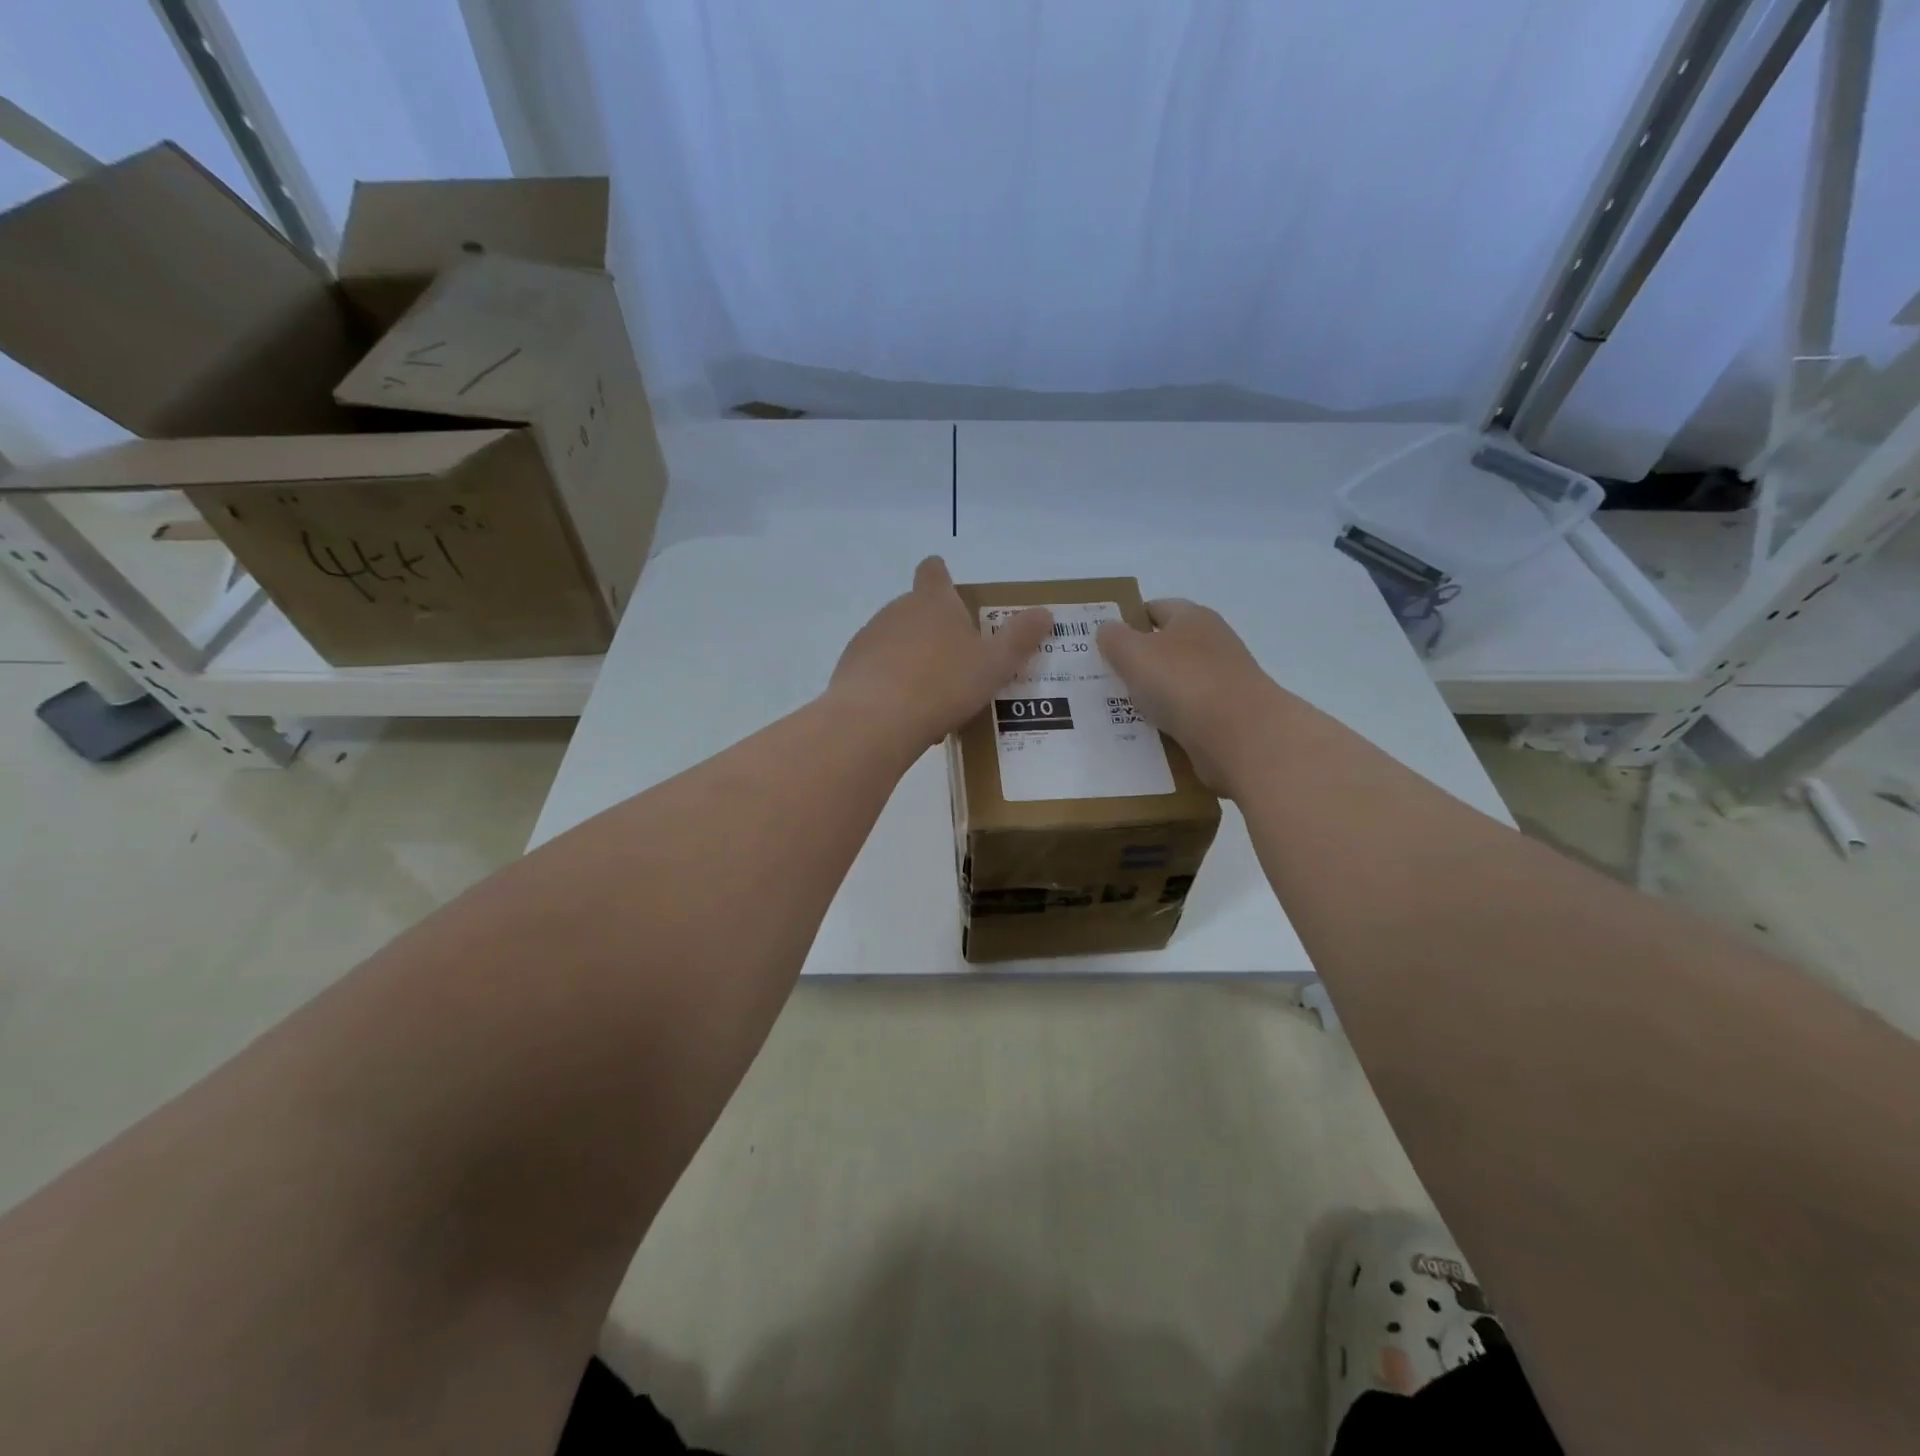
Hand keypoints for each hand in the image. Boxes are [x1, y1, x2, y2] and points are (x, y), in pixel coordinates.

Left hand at [830, 557, 1051, 749]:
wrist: (875, 721)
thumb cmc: (943, 684)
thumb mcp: (994, 664)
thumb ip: (1020, 638)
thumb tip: (1045, 612)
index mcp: (932, 602)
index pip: (934, 571)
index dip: (942, 576)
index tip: (950, 590)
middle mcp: (896, 611)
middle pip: (917, 610)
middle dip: (935, 631)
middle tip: (960, 663)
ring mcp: (868, 639)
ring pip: (897, 643)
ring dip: (914, 662)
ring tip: (937, 699)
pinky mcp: (850, 670)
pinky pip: (879, 672)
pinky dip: (894, 686)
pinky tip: (909, 717)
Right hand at [1096, 598, 1279, 793]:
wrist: (1241, 737)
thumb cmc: (1183, 683)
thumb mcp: (1133, 654)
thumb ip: (1114, 639)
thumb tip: (1108, 630)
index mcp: (1193, 618)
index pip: (1157, 608)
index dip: (1130, 620)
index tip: (1105, 641)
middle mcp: (1213, 644)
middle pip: (1168, 647)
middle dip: (1139, 661)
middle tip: (1105, 678)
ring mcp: (1224, 682)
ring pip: (1177, 684)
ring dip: (1153, 695)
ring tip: (1119, 711)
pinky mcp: (1228, 717)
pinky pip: (1188, 715)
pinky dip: (1169, 722)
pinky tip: (1148, 735)